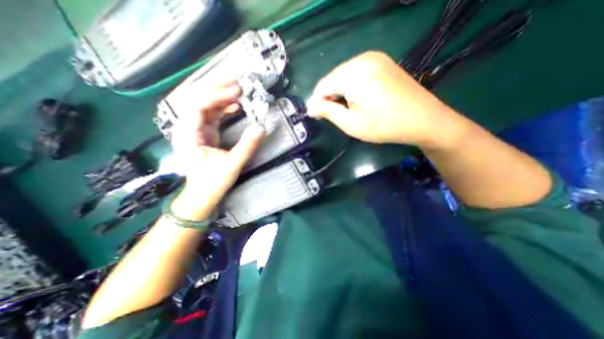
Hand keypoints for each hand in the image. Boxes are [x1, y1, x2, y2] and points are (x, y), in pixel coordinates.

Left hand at [170, 81, 264, 220]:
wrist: (202, 194)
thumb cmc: (213, 182)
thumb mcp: (232, 164)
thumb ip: (247, 146)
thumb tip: (261, 128)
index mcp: (188, 135)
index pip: (197, 105)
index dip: (216, 95)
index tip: (237, 91)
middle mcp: (187, 128)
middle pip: (197, 99)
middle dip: (216, 88)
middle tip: (236, 81)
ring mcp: (195, 129)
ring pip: (204, 105)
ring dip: (220, 95)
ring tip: (237, 89)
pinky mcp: (203, 133)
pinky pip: (211, 115)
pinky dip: (223, 108)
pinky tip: (234, 105)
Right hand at [309, 50, 460, 146]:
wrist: (424, 120)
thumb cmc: (384, 125)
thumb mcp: (351, 123)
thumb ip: (327, 111)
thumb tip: (310, 107)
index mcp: (353, 73)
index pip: (322, 85)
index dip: (317, 102)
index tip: (318, 117)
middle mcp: (363, 58)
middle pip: (333, 78)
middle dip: (330, 97)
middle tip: (337, 116)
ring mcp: (375, 58)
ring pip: (344, 76)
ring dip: (341, 92)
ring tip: (349, 110)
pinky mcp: (383, 62)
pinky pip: (357, 73)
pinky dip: (352, 87)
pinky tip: (360, 99)